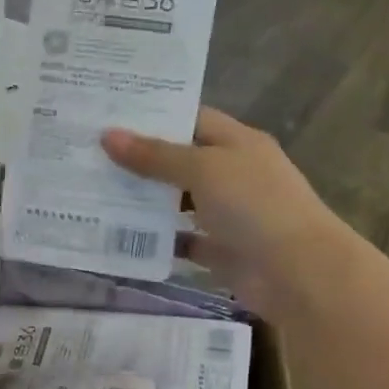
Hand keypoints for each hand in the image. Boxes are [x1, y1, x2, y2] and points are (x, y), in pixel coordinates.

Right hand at [101, 108, 347, 320]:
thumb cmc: (254, 206)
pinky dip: (156, 239)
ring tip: (94, 191)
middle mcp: (233, 174)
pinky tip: (119, 234)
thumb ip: (155, 155)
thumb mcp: (203, 169)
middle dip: (139, 159)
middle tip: (89, 154)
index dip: (154, 116)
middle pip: (180, 160)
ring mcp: (227, 214)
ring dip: (143, 199)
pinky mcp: (220, 250)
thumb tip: (107, 135)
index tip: (109, 115)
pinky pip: (181, 240)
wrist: (299, 273)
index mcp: (237, 143)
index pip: (192, 119)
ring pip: (177, 201)